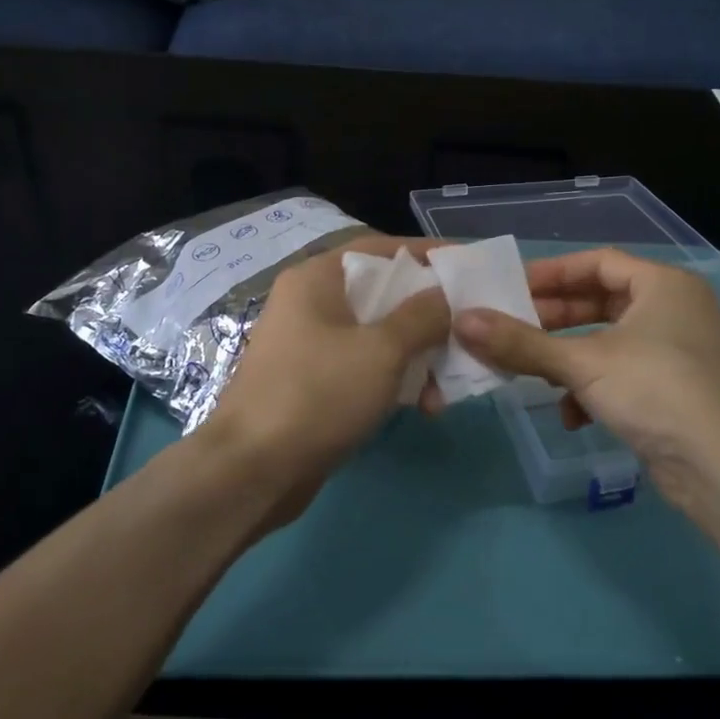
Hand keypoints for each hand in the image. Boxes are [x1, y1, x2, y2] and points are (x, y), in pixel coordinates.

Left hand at [205, 236, 450, 524]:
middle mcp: (310, 303)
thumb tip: (446, 297)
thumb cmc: (317, 394)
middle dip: (427, 316)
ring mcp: (308, 344)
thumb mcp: (380, 350)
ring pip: (375, 335)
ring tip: (446, 390)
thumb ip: (421, 316)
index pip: (380, 247)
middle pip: (381, 293)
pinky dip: (392, 379)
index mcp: (317, 278)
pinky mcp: (312, 382)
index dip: (425, 253)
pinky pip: (362, 366)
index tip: (467, 265)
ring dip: (415, 356)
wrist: (252, 471)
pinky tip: (421, 406)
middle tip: (467, 332)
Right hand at [448, 247, 719, 508]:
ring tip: (529, 370)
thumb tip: (462, 320)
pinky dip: (592, 388)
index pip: (597, 262)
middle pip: (600, 301)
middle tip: (508, 327)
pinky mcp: (675, 392)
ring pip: (607, 341)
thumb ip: (521, 342)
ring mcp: (677, 353)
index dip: (551, 273)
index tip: (509, 288)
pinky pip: (622, 375)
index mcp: (662, 285)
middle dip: (553, 318)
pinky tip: (571, 415)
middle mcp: (673, 311)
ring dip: (567, 357)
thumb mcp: (583, 363)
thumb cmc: (658, 393)